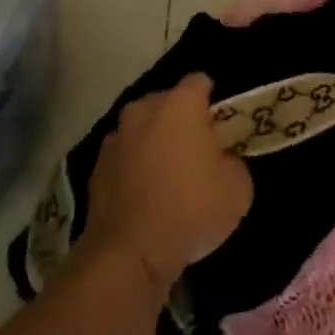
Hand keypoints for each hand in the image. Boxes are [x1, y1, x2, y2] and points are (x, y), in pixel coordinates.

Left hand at [81, 74, 252, 292]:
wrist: (130, 253)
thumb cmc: (192, 208)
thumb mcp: (239, 187)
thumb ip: (233, 161)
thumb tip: (221, 161)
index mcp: (180, 104)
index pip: (200, 82)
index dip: (213, 100)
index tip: (222, 125)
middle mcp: (143, 110)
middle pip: (166, 102)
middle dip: (180, 119)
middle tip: (197, 150)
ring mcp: (115, 138)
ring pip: (142, 129)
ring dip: (154, 143)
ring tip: (168, 175)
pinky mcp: (96, 168)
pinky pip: (124, 157)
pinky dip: (134, 168)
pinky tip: (145, 196)